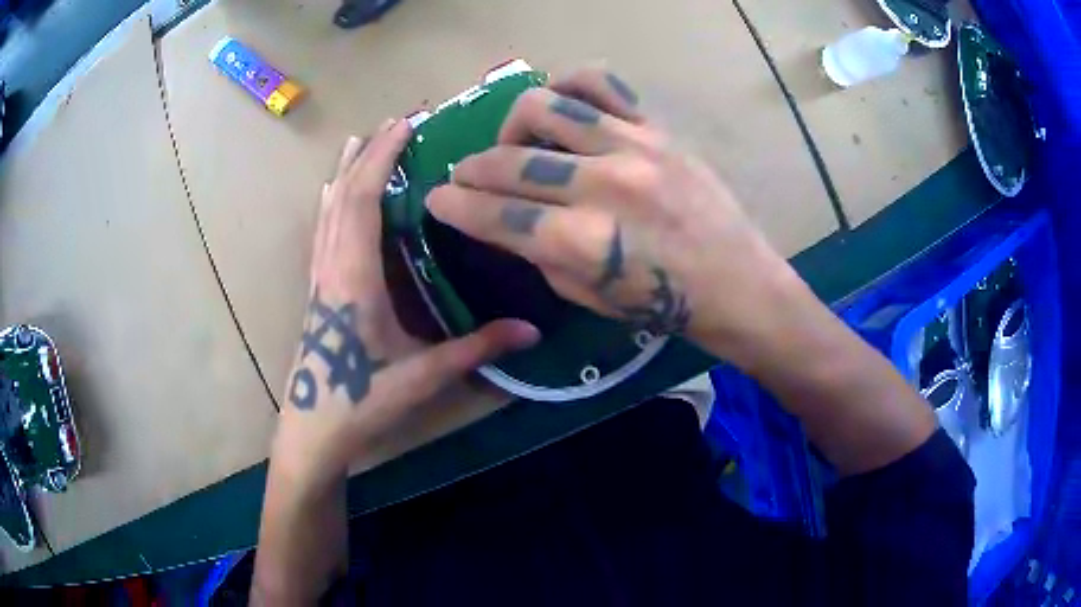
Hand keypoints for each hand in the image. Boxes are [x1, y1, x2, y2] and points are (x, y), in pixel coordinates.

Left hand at [273, 121, 539, 490]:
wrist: (314, 426)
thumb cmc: (362, 400)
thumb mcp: (424, 376)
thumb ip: (477, 349)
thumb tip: (533, 332)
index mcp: (354, 275)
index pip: (364, 199)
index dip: (383, 157)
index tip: (406, 124)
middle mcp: (331, 264)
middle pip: (344, 193)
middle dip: (369, 153)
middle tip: (395, 121)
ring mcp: (320, 274)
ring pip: (328, 208)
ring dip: (347, 170)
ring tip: (363, 140)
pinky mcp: (317, 286)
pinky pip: (323, 227)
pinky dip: (333, 199)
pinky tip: (333, 191)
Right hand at [426, 67, 804, 368]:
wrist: (739, 284)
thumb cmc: (666, 307)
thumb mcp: (590, 297)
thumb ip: (540, 253)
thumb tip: (504, 220)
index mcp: (583, 241)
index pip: (495, 214)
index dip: (455, 206)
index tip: (435, 200)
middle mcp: (602, 184)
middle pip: (510, 162)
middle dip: (471, 169)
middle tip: (464, 176)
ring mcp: (632, 147)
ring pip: (544, 108)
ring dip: (511, 126)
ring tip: (514, 144)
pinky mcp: (657, 129)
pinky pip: (600, 84)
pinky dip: (568, 86)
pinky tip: (560, 106)